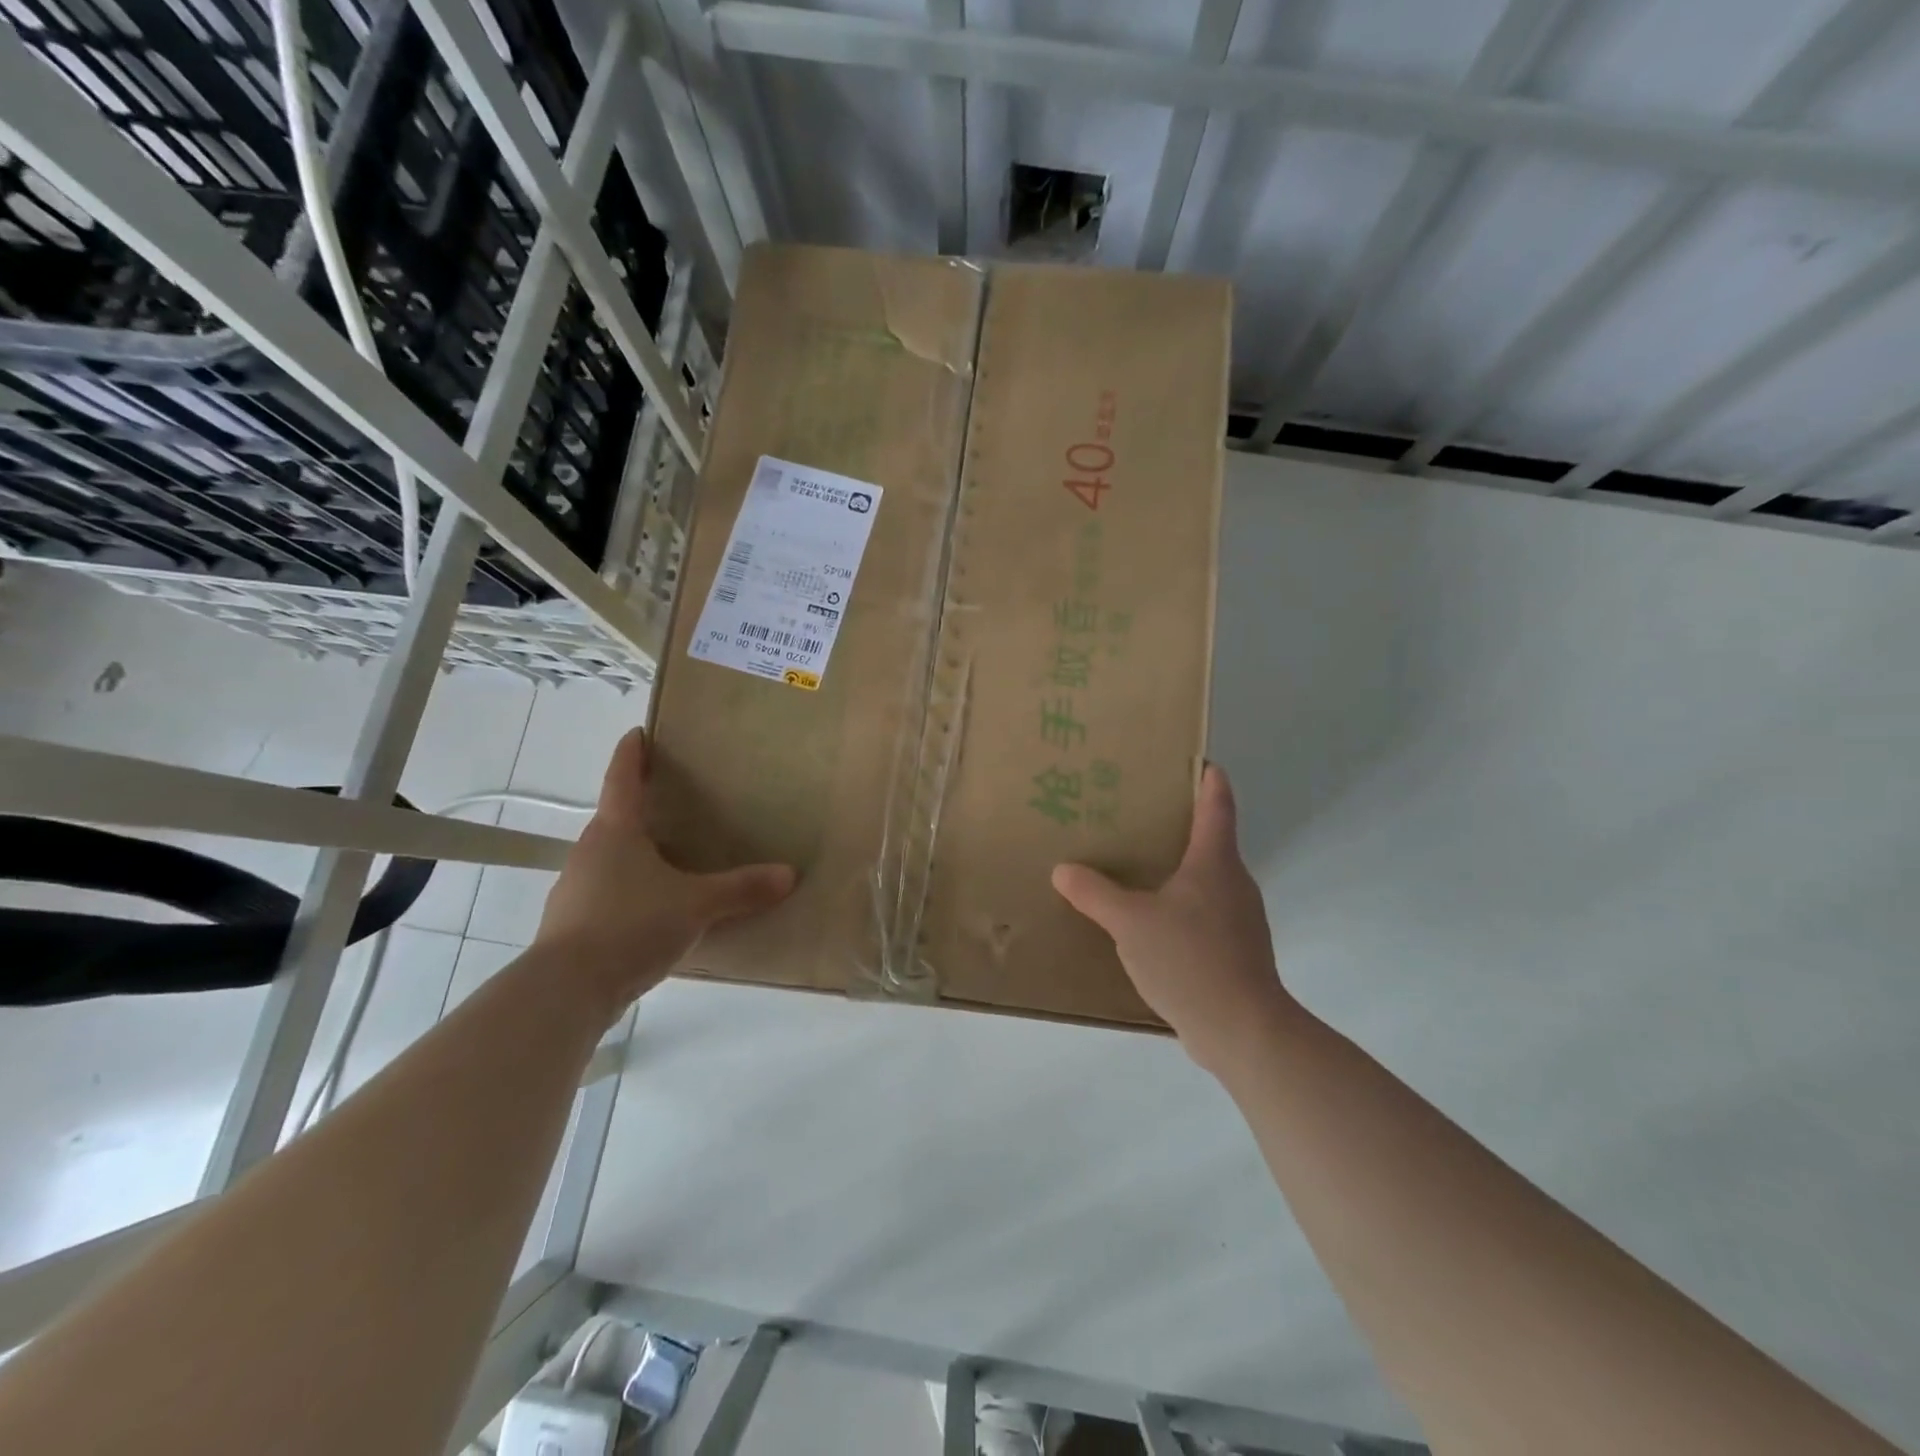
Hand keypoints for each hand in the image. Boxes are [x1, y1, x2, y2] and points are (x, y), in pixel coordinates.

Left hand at [536, 728, 794, 1006]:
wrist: (567, 990)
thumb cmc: (630, 925)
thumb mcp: (697, 905)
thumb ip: (742, 888)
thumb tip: (789, 874)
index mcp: (615, 831)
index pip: (622, 778)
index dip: (631, 753)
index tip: (637, 733)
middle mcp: (589, 851)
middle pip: (615, 819)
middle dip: (641, 810)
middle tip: (674, 805)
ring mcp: (575, 888)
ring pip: (610, 860)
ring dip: (635, 856)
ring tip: (670, 863)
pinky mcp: (571, 925)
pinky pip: (606, 895)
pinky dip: (629, 894)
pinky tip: (652, 913)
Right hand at [1052, 765, 1296, 1073]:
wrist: (1243, 1030)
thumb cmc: (1190, 959)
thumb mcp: (1131, 923)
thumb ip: (1095, 893)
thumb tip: (1063, 869)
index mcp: (1215, 861)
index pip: (1217, 803)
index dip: (1206, 776)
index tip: (1192, 758)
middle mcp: (1233, 882)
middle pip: (1210, 838)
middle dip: (1177, 823)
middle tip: (1135, 814)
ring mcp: (1238, 918)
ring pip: (1205, 879)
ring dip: (1175, 868)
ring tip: (1134, 867)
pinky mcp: (1234, 950)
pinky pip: (1202, 913)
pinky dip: (1178, 906)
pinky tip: (1148, 922)